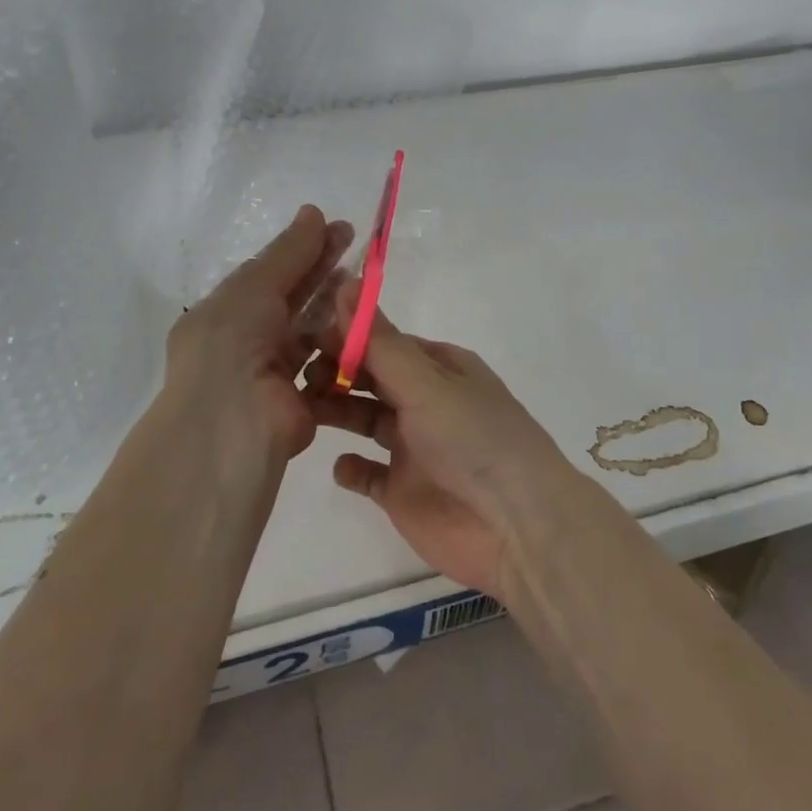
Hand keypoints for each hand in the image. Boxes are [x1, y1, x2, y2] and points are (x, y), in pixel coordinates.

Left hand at [164, 205, 352, 463]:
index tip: (337, 228)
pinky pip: (322, 365)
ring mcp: (270, 373)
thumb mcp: (256, 285)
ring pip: (307, 330)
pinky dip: (339, 344)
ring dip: (333, 305)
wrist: (231, 425)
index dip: (301, 248)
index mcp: (224, 312)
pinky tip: (363, 322)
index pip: (268, 272)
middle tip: (356, 241)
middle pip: (290, 296)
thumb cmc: (233, 343)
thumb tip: (313, 210)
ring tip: (363, 279)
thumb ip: (288, 252)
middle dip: (321, 268)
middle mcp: (244, 340)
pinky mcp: (298, 402)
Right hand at [306, 289, 575, 600]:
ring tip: (302, 409)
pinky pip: (368, 474)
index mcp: (439, 368)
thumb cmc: (473, 438)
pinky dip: (351, 468)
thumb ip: (379, 342)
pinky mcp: (403, 491)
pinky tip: (340, 465)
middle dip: (336, 372)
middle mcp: (426, 402)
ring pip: (365, 419)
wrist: (515, 527)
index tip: (304, 334)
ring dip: (336, 411)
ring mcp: (413, 448)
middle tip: (296, 373)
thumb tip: (345, 283)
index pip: (384, 343)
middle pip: (371, 378)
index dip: (346, 337)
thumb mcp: (426, 383)